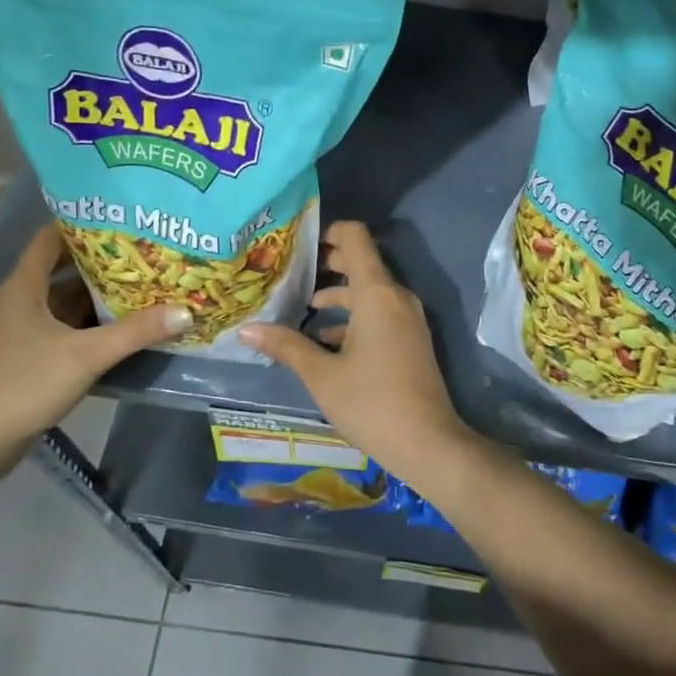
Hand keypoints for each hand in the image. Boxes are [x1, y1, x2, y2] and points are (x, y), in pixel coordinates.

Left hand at [0, 223, 188, 474]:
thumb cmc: (27, 384)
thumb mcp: (87, 355)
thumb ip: (137, 332)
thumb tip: (186, 311)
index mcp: (23, 287)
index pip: (50, 239)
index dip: (81, 224)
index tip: (119, 217)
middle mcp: (20, 300)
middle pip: (62, 268)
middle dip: (100, 260)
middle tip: (143, 249)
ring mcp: (22, 329)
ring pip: (64, 299)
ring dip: (97, 293)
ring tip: (141, 281)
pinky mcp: (28, 353)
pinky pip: (63, 324)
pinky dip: (90, 320)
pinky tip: (122, 323)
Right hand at [242, 221, 472, 481]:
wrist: (429, 444)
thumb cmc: (371, 402)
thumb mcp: (321, 375)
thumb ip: (286, 346)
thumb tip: (247, 330)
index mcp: (376, 293)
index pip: (355, 237)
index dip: (327, 232)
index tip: (297, 245)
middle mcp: (396, 296)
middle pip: (360, 262)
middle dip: (326, 264)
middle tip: (290, 273)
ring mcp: (407, 318)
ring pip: (368, 291)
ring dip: (337, 294)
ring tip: (300, 307)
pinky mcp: (410, 338)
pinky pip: (379, 312)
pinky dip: (352, 316)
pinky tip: (324, 339)